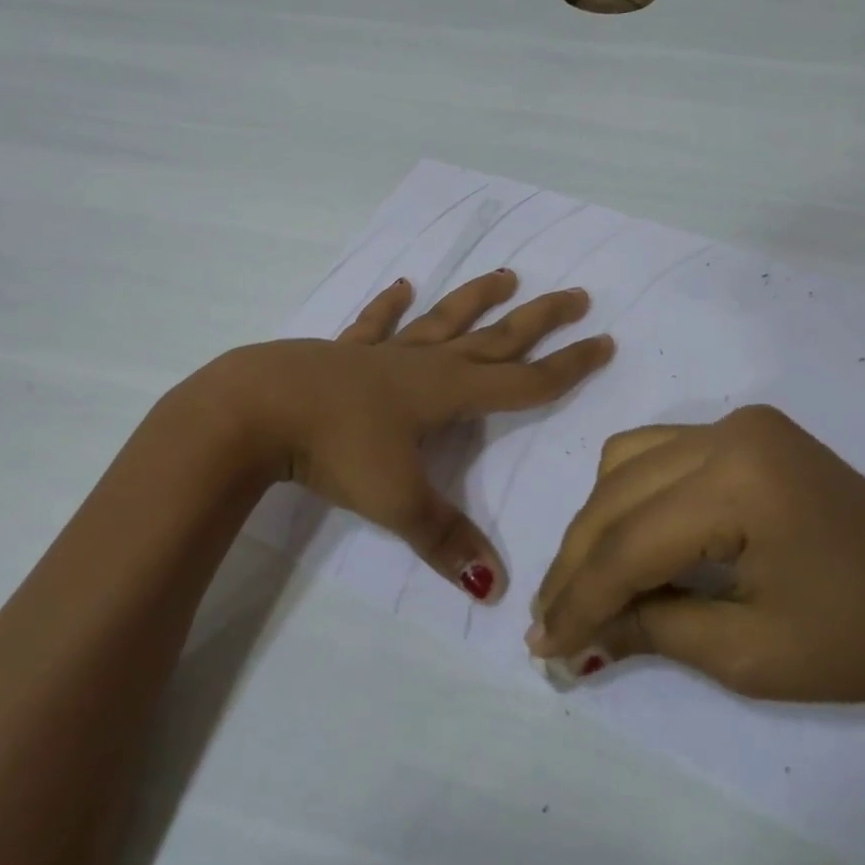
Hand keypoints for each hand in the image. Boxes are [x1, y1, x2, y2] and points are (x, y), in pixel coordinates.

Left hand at [228, 269, 613, 601]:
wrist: (260, 407)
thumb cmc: (336, 449)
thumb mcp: (396, 501)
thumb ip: (446, 540)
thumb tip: (498, 589)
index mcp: (448, 393)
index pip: (524, 381)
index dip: (567, 367)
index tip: (604, 342)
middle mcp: (424, 364)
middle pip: (495, 337)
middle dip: (539, 320)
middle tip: (577, 295)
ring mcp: (383, 353)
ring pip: (442, 320)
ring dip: (476, 298)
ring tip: (505, 275)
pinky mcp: (344, 352)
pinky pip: (375, 324)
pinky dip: (389, 306)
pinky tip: (402, 285)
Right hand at [526, 406, 864, 707]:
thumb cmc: (864, 644)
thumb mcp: (747, 654)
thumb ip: (650, 630)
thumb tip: (572, 635)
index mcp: (738, 482)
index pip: (628, 544)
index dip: (578, 599)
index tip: (542, 646)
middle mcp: (726, 432)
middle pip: (615, 497)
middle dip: (577, 564)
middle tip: (549, 622)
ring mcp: (736, 423)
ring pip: (624, 462)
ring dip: (597, 523)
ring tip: (586, 583)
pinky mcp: (745, 431)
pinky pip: (657, 452)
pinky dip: (628, 495)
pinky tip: (626, 537)